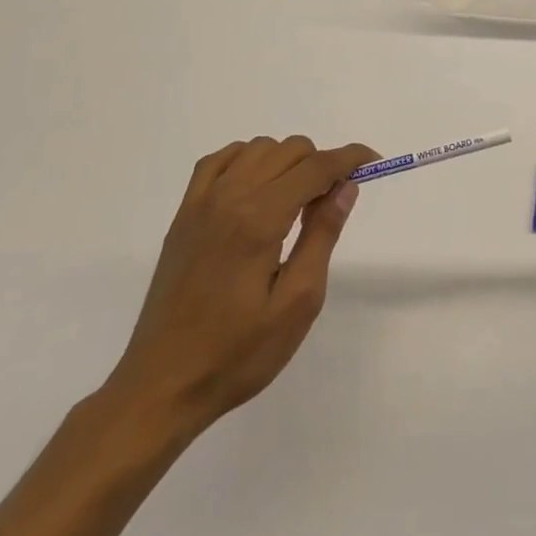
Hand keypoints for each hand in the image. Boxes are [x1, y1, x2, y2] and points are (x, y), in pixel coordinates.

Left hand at [103, 135, 372, 437]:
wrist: (161, 387)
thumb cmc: (237, 353)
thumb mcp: (298, 302)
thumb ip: (322, 235)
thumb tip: (345, 186)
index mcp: (260, 218)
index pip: (316, 166)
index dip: (350, 158)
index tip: (373, 163)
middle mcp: (229, 197)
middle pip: (290, 150)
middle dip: (321, 164)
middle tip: (331, 203)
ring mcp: (201, 203)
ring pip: (257, 149)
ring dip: (286, 162)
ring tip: (295, 203)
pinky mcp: (183, 216)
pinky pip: (218, 160)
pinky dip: (246, 160)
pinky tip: (257, 189)